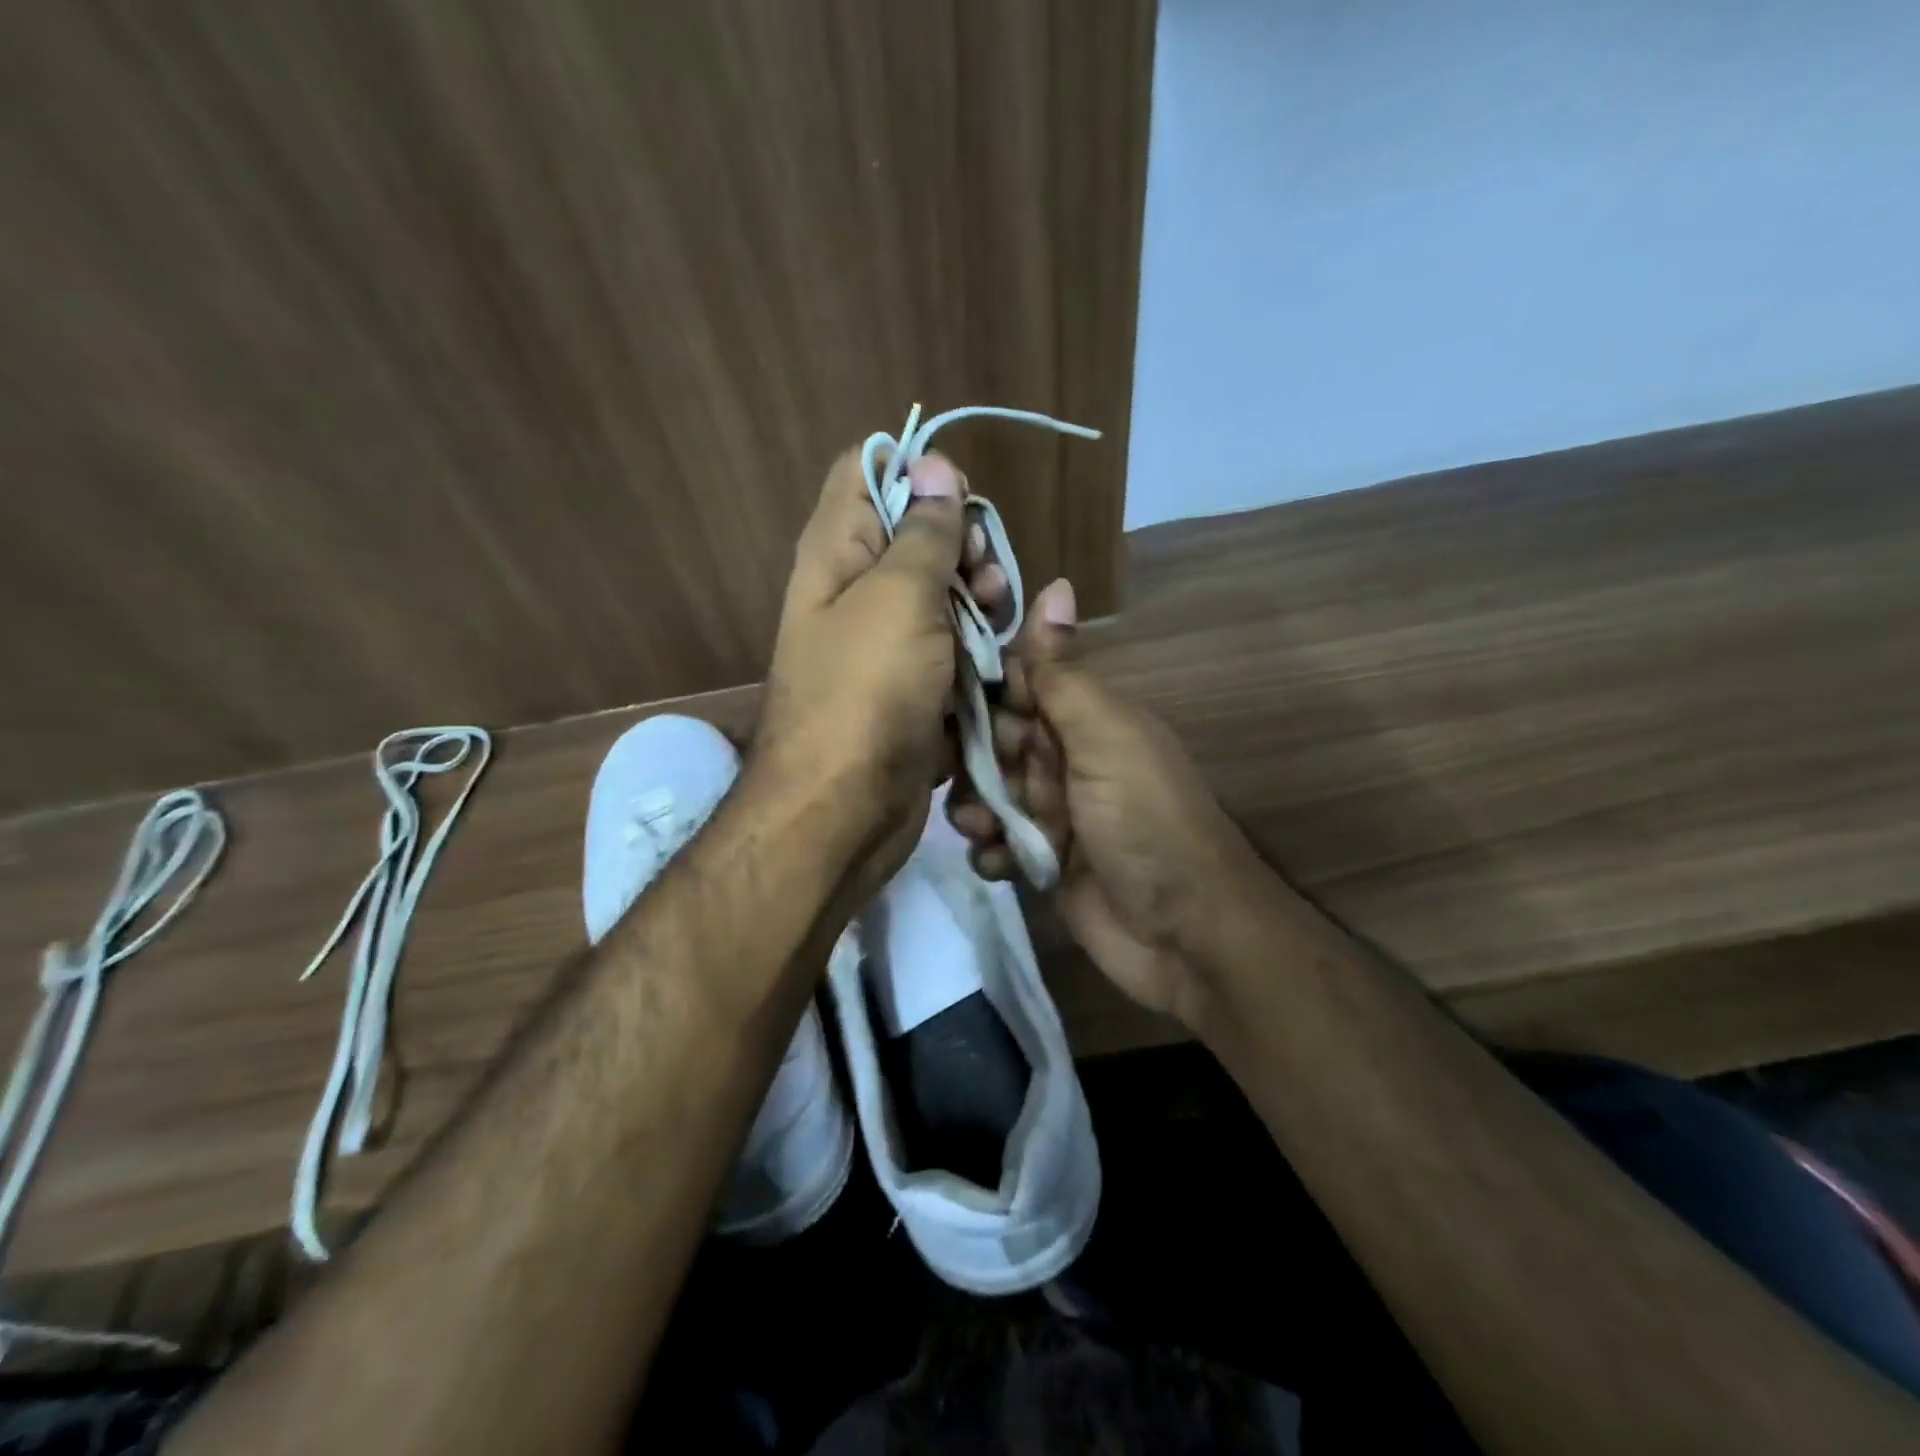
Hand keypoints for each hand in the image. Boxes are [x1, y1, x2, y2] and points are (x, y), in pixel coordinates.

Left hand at [755, 446, 1006, 893]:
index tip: (959, 500)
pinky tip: (997, 663)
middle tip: (982, 577)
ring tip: (996, 620)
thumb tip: (932, 463)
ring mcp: (887, 642)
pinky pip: (953, 647)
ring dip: (979, 600)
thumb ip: (922, 532)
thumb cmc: (865, 693)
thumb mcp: (899, 598)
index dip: (917, 473)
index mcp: (837, 551)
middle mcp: (856, 590)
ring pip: (944, 594)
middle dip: (962, 545)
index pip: (868, 471)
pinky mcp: (914, 686)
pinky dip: (978, 648)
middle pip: (917, 534)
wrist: (844, 811)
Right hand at [947, 580, 1262, 1030]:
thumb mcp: (1104, 737)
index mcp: (1085, 718)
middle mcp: (1067, 759)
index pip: (1018, 684)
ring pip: (991, 793)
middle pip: (995, 741)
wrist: (1185, 931)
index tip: (929, 690)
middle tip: (953, 771)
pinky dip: (994, 852)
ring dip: (976, 807)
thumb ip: (1065, 673)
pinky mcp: (1046, 862)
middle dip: (969, 755)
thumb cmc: (1144, 820)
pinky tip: (1001, 864)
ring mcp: (1056, 813)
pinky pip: (1001, 845)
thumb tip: (1055, 582)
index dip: (978, 686)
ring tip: (981, 827)